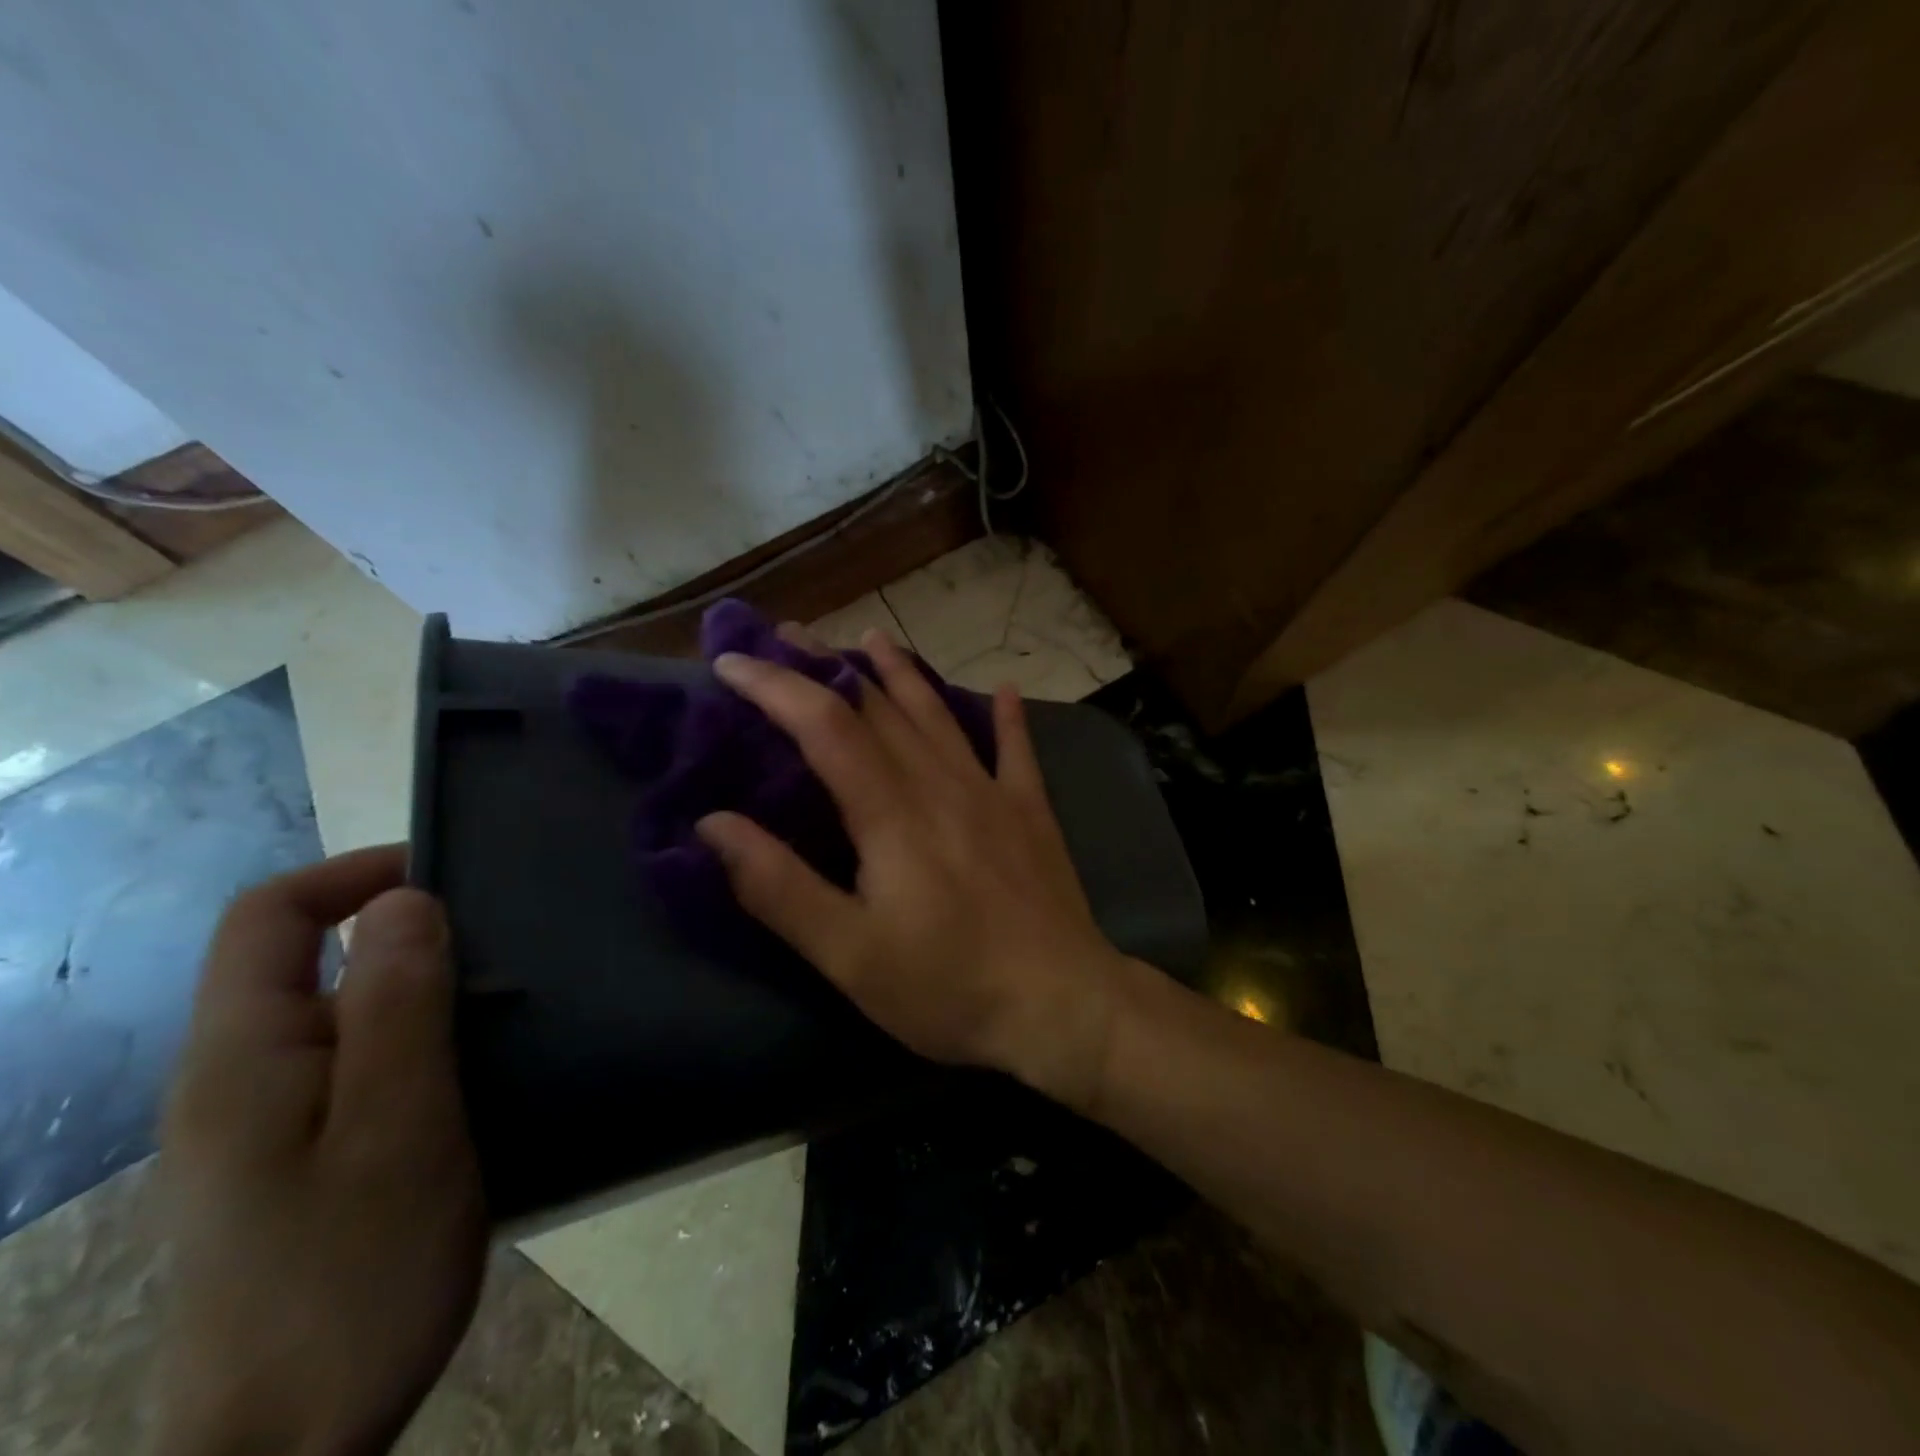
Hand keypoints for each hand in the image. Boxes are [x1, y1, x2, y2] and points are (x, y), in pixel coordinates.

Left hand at [154, 846, 485, 1455]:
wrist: (288, 1445)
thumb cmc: (351, 1273)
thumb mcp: (396, 1127)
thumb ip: (397, 1007)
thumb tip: (405, 900)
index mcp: (244, 1056)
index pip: (271, 916)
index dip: (356, 872)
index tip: (449, 875)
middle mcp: (238, 1078)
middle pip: (313, 961)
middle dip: (410, 938)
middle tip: (507, 956)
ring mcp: (265, 1125)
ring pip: (345, 1016)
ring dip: (426, 996)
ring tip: (511, 1015)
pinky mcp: (297, 1160)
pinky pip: (359, 1066)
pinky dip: (422, 1046)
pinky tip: (478, 1080)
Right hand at [695, 626, 1131, 1110]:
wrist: (1061, 1004)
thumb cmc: (947, 987)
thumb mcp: (848, 955)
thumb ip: (779, 888)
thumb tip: (713, 824)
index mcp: (891, 812)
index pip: (824, 725)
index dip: (775, 686)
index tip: (732, 663)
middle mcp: (940, 783)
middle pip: (878, 706)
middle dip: (828, 667)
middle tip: (788, 637)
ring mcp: (992, 792)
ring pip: (938, 714)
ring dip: (901, 673)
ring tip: (873, 638)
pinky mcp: (1030, 812)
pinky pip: (1016, 750)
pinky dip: (1007, 717)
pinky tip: (1004, 689)